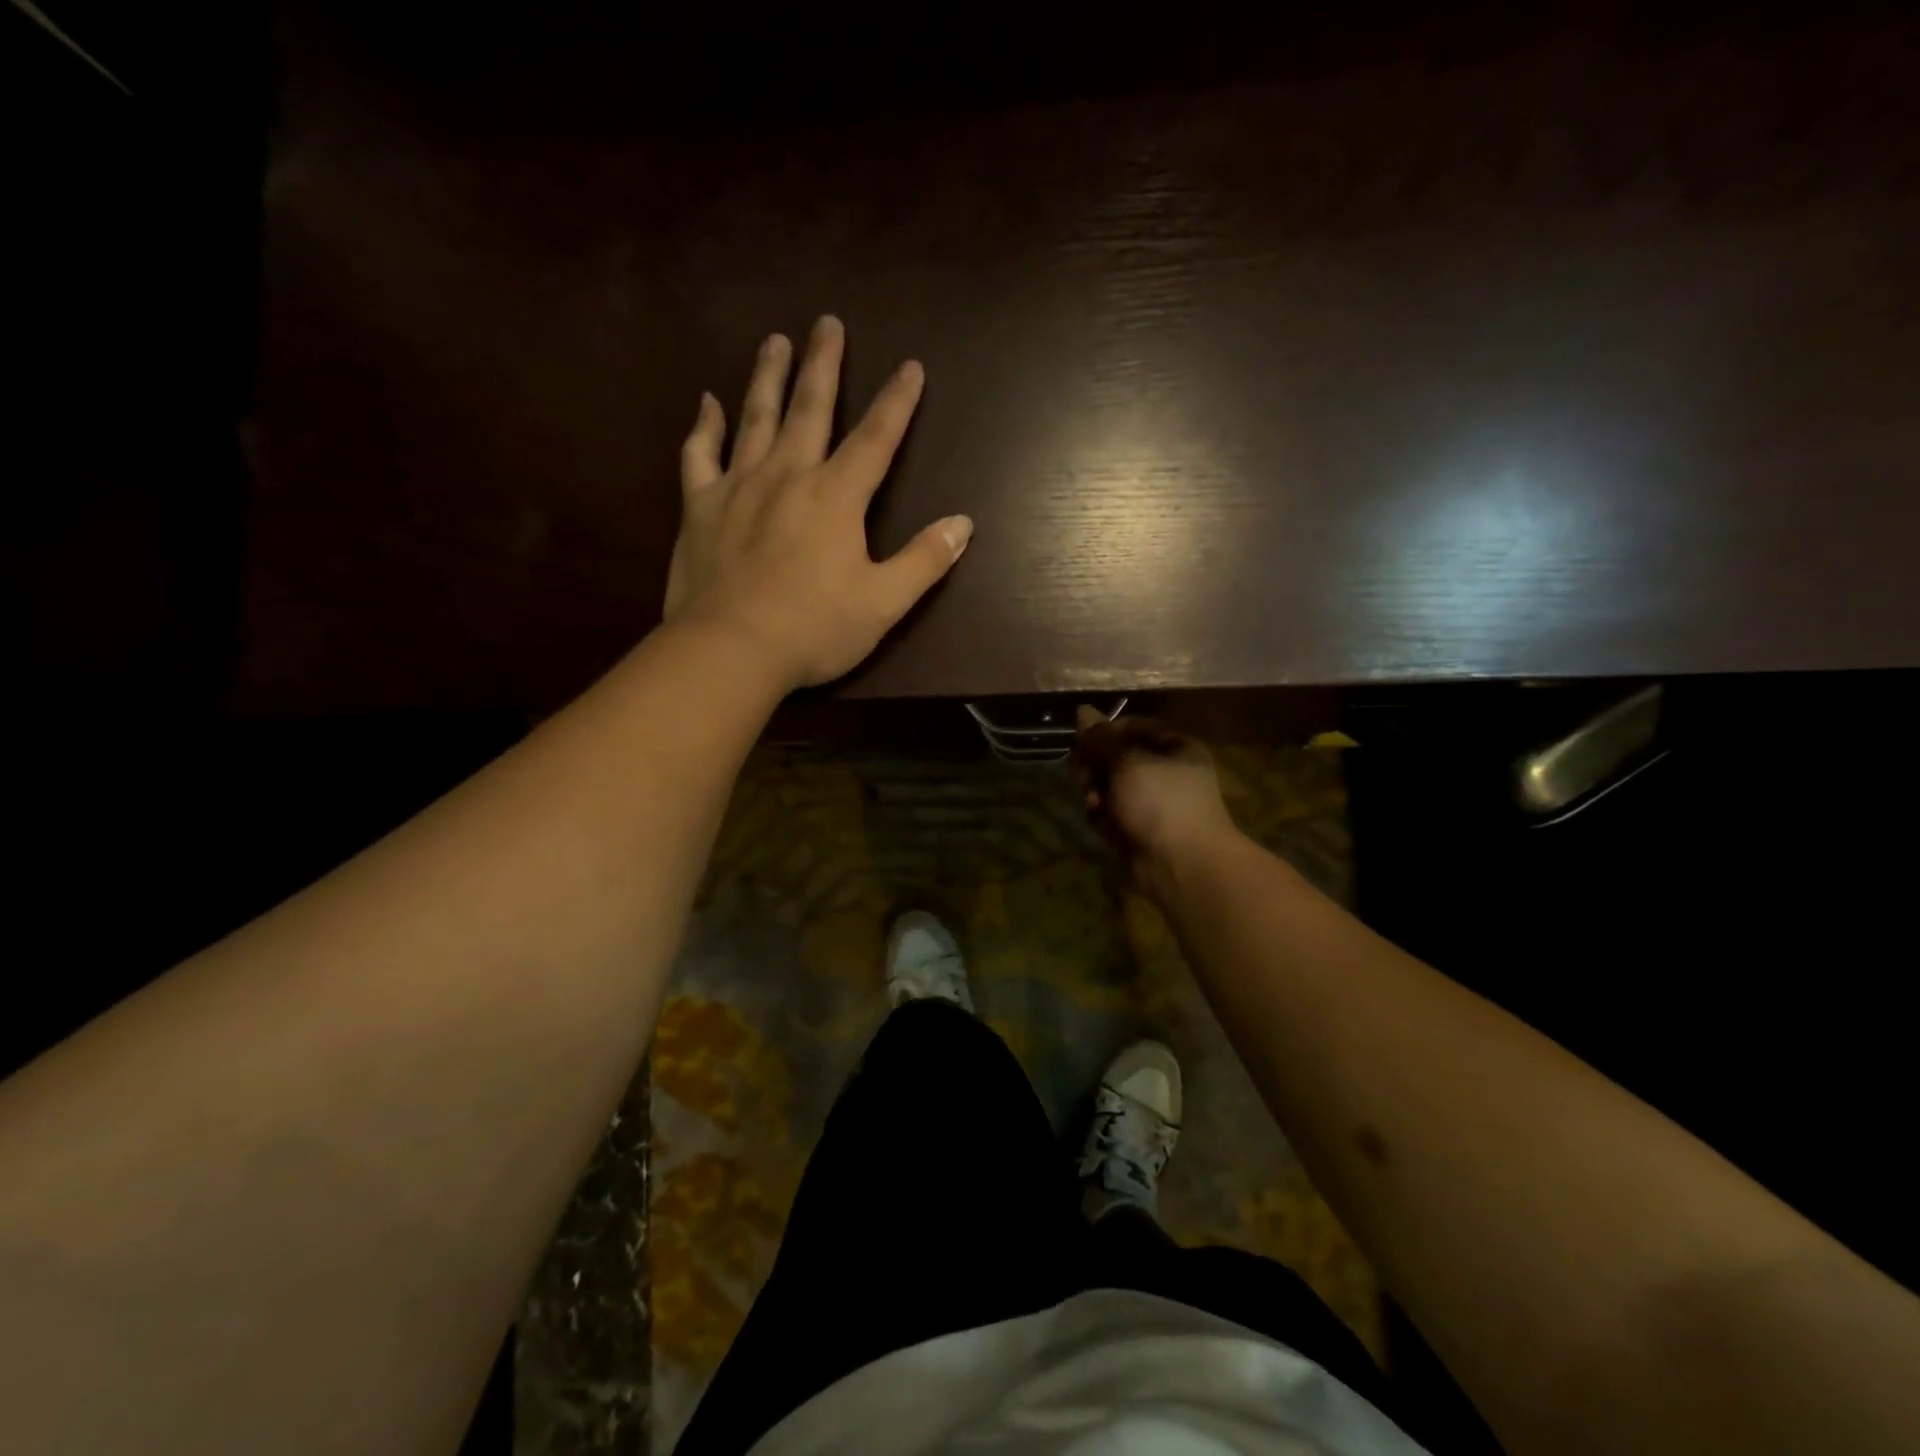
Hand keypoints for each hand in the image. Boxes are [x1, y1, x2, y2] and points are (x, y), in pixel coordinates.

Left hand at [664, 316, 971, 691]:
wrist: (730, 650)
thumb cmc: (814, 629)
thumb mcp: (883, 603)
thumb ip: (924, 561)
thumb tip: (963, 524)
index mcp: (836, 497)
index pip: (876, 439)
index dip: (897, 402)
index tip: (910, 366)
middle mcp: (788, 476)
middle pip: (810, 408)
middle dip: (824, 364)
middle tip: (827, 322)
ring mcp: (739, 486)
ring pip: (755, 417)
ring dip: (768, 377)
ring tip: (775, 341)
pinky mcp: (699, 507)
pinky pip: (699, 454)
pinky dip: (704, 426)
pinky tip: (707, 402)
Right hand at [1075, 707, 1236, 901]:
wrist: (1183, 865)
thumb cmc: (1161, 802)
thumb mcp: (1127, 762)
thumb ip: (1101, 738)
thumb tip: (1082, 710)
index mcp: (1176, 748)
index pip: (1134, 727)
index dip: (1106, 732)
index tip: (1084, 742)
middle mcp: (1167, 773)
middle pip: (1118, 758)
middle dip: (1097, 767)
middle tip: (1085, 776)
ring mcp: (1154, 805)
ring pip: (1112, 788)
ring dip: (1097, 793)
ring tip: (1094, 804)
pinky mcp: (1141, 831)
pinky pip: (1114, 815)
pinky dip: (1105, 818)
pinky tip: (1103, 825)